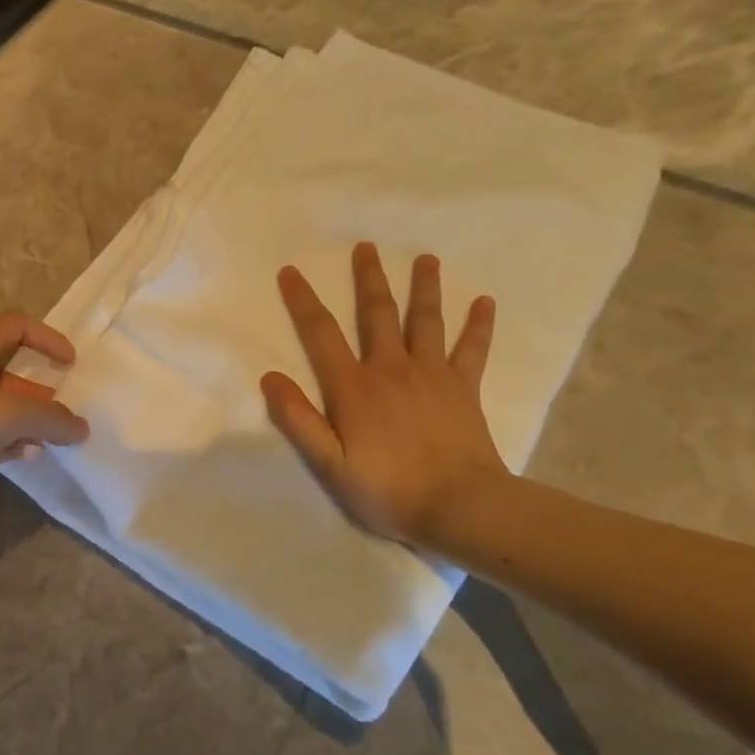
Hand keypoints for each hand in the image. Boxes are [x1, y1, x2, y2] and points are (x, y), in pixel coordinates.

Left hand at [0, 314, 90, 493]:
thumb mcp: (8, 413)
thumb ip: (50, 419)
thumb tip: (81, 427)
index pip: (16, 327)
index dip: (47, 338)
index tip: (70, 363)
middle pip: (9, 373)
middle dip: (38, 393)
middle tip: (62, 415)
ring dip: (23, 423)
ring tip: (48, 442)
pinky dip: (3, 443)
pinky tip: (23, 457)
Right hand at [262, 244, 505, 548]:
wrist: (461, 507)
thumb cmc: (387, 489)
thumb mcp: (328, 464)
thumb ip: (298, 419)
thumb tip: (269, 377)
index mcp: (353, 387)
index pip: (321, 334)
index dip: (303, 301)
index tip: (291, 271)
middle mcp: (391, 369)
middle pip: (377, 314)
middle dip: (369, 278)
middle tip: (366, 246)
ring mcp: (432, 375)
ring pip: (426, 321)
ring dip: (424, 287)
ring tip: (425, 258)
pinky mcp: (464, 388)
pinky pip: (473, 349)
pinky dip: (478, 325)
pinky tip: (485, 302)